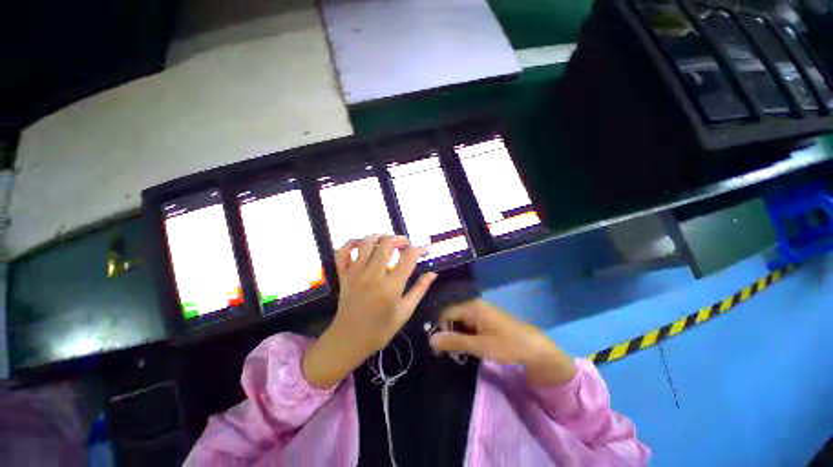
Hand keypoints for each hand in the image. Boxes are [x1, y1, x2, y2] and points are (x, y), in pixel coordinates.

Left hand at [302, 235, 436, 388]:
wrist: (349, 341)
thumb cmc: (380, 330)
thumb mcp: (405, 312)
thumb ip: (420, 290)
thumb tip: (433, 273)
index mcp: (391, 287)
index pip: (408, 257)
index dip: (419, 249)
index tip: (425, 250)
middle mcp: (372, 275)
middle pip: (386, 243)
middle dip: (400, 239)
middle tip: (406, 245)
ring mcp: (355, 273)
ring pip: (366, 242)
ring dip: (380, 236)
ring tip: (388, 242)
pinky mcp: (343, 275)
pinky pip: (343, 252)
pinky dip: (351, 243)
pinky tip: (362, 244)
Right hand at [429, 300, 575, 387]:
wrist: (536, 349)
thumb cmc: (507, 345)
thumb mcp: (479, 346)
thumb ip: (454, 341)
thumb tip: (431, 339)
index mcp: (472, 307)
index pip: (446, 313)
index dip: (440, 329)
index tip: (440, 348)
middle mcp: (475, 305)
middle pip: (453, 317)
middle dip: (450, 334)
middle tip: (452, 353)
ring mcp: (482, 311)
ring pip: (462, 322)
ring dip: (459, 336)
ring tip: (462, 353)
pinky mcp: (488, 319)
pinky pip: (471, 324)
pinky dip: (468, 335)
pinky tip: (473, 347)